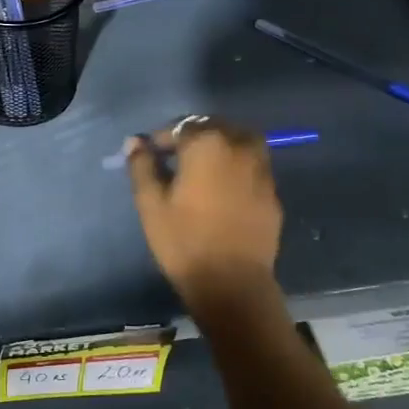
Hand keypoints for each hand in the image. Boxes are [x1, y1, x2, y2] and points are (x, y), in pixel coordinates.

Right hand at [125, 119, 281, 304]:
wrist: (232, 282)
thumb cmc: (183, 240)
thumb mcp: (150, 203)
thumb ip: (142, 166)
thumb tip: (135, 142)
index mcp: (207, 144)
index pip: (182, 126)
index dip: (162, 137)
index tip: (150, 154)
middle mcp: (239, 147)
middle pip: (216, 127)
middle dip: (194, 135)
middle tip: (176, 157)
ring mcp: (262, 169)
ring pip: (241, 141)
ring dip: (221, 145)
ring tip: (202, 167)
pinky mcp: (273, 192)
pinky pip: (253, 165)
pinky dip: (237, 165)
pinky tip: (223, 188)